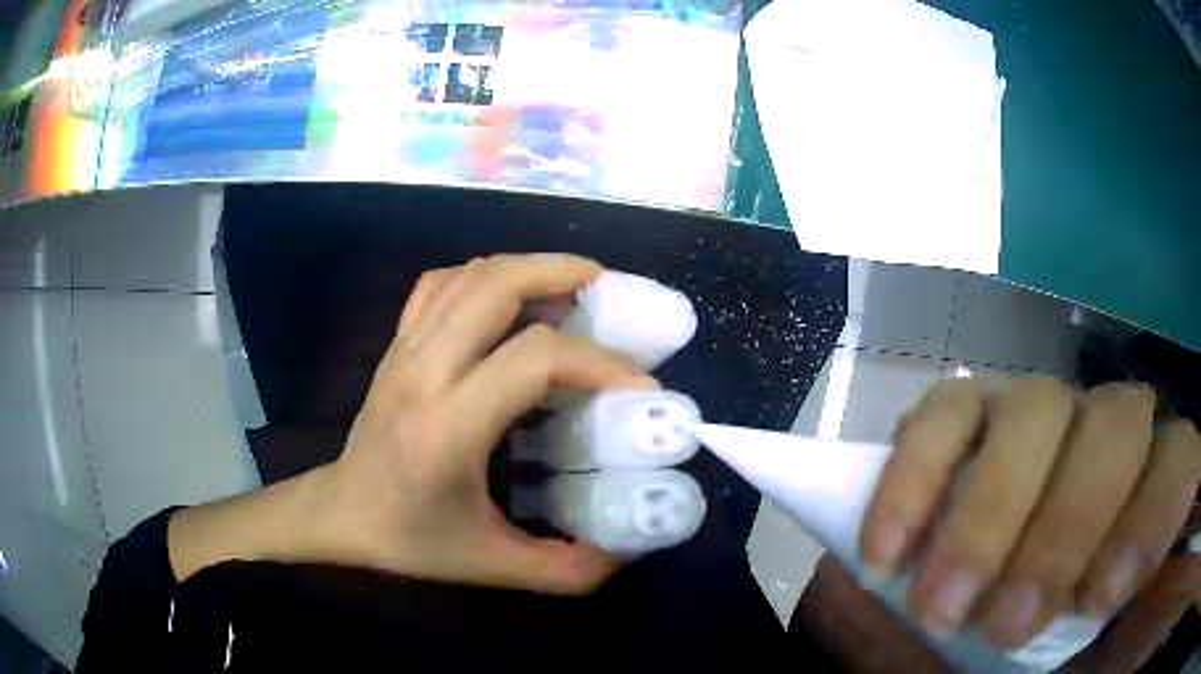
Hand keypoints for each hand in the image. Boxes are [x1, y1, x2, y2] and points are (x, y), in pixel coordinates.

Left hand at [170, 254, 656, 594]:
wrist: (341, 515)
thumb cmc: (411, 540)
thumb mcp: (494, 568)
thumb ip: (568, 570)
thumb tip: (629, 550)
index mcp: (448, 426)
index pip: (533, 358)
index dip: (598, 361)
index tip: (640, 384)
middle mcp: (424, 371)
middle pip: (498, 284)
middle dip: (565, 273)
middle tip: (611, 293)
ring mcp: (405, 349)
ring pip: (471, 274)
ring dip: (530, 268)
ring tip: (573, 289)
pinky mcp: (398, 343)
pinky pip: (441, 284)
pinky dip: (485, 276)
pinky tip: (510, 301)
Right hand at [859, 377, 1200, 647]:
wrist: (987, 568)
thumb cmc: (1046, 605)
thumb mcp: (1079, 621)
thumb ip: (1094, 612)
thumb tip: (1087, 613)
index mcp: (1146, 475)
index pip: (1179, 460)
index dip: (1151, 519)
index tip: (1097, 600)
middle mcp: (1103, 423)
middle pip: (1114, 428)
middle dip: (1062, 532)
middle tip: (1002, 625)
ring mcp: (1034, 403)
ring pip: (1034, 410)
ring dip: (987, 515)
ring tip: (936, 606)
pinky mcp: (965, 403)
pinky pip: (941, 415)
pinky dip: (915, 483)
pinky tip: (885, 554)